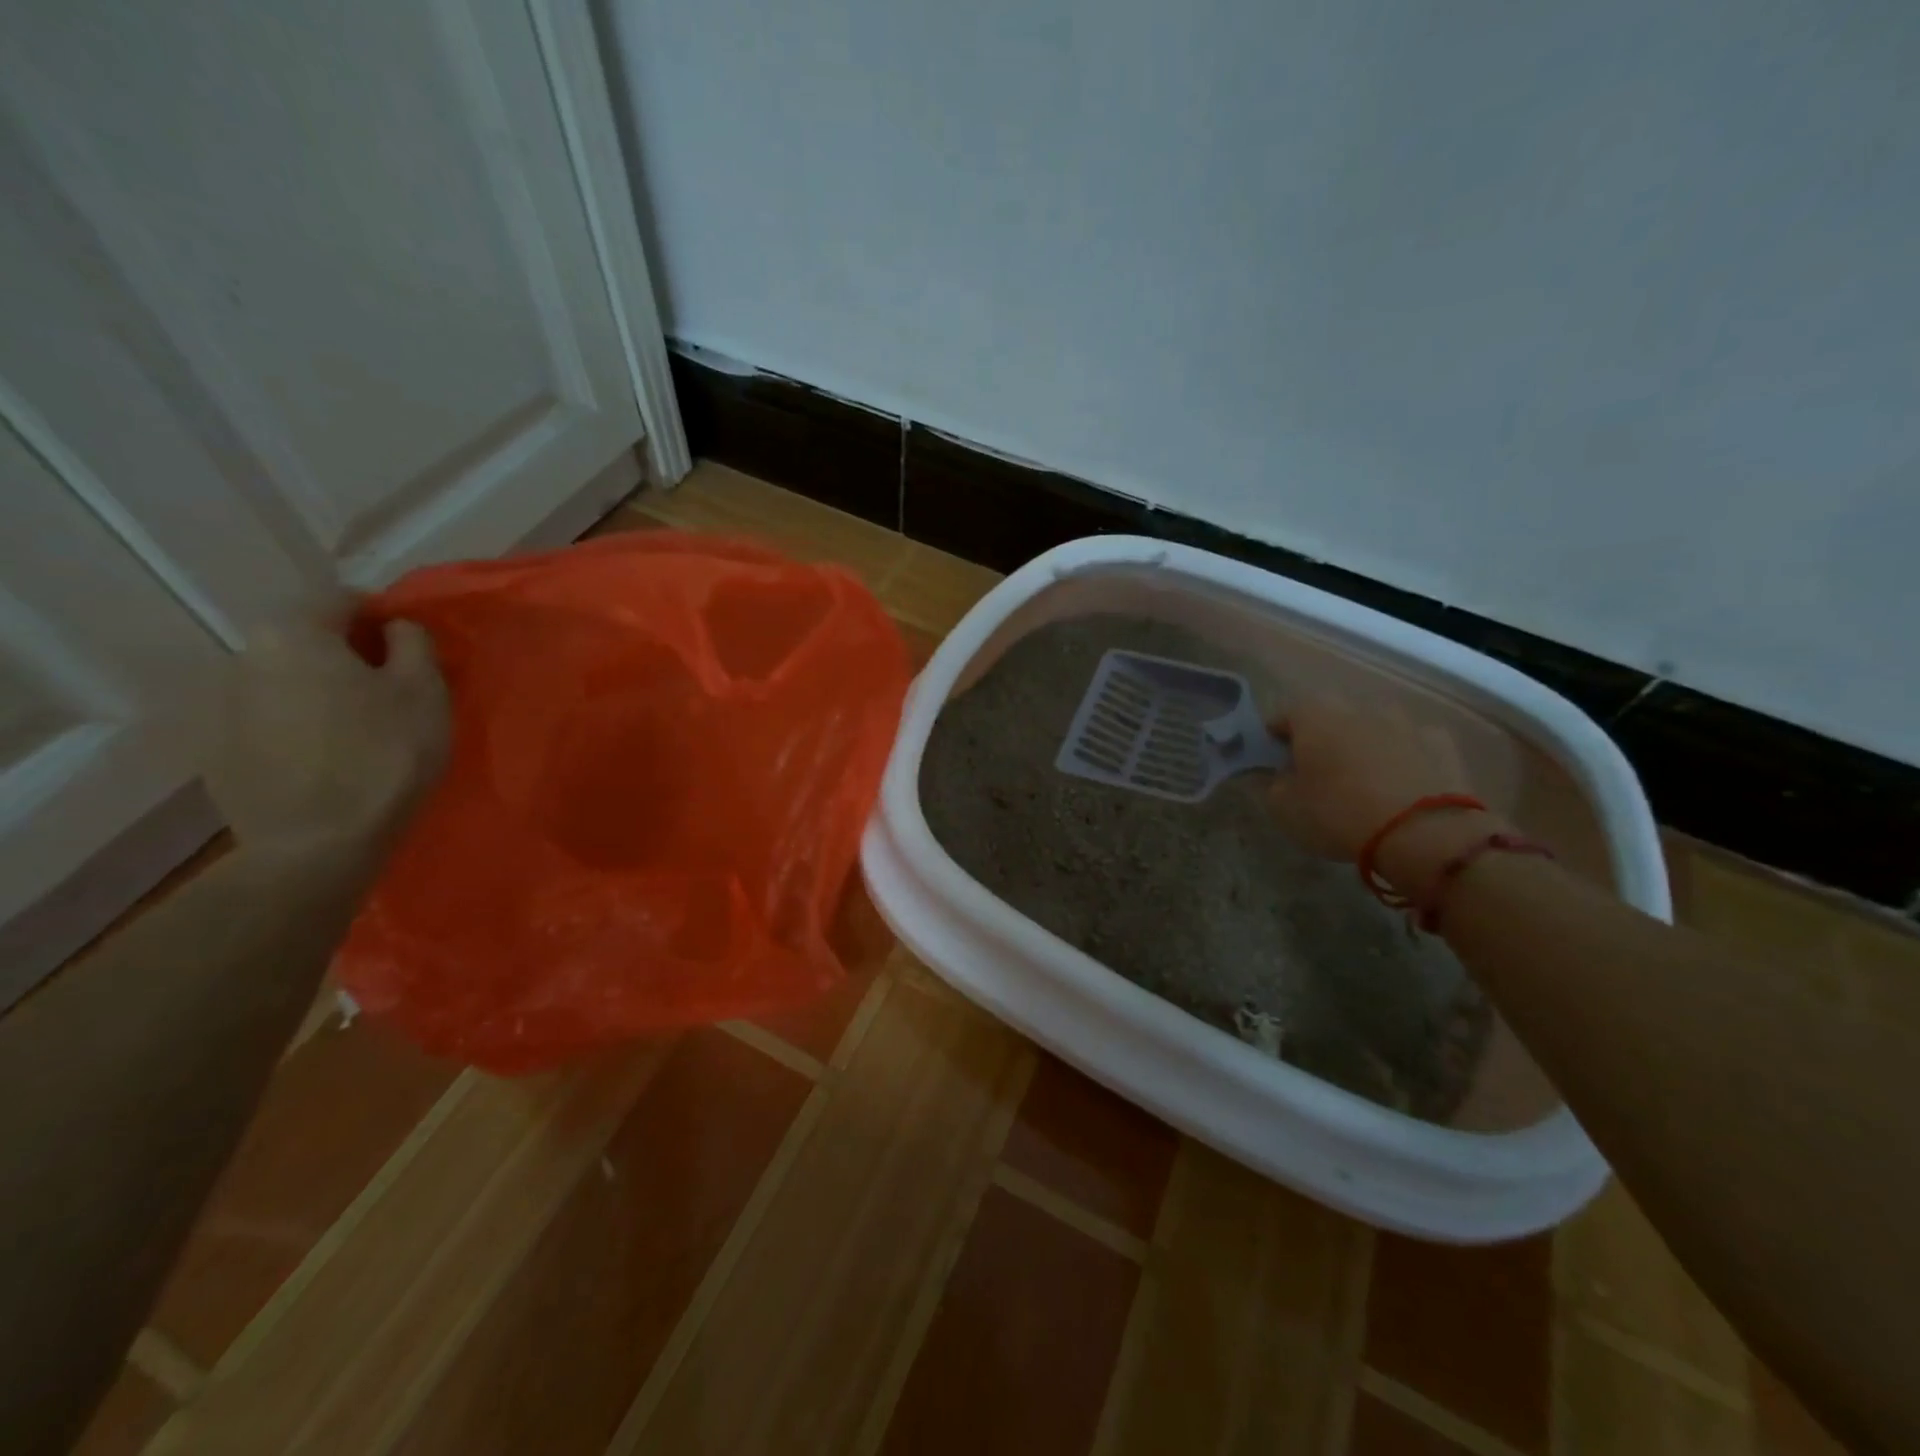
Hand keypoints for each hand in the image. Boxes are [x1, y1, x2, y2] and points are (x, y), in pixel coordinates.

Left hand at [201, 615, 449, 849]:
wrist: (319, 843)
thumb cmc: (384, 754)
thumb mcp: (424, 690)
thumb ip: (413, 643)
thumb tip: (395, 628)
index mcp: (293, 633)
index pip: (342, 599)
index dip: (384, 617)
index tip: (413, 649)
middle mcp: (244, 657)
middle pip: (309, 641)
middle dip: (350, 657)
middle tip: (393, 690)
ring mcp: (222, 707)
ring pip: (289, 682)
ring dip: (324, 693)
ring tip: (362, 729)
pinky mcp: (219, 752)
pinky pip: (271, 722)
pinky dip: (300, 728)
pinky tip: (330, 759)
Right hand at [1268, 694, 1478, 860]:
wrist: (1423, 832)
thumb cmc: (1338, 814)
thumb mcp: (1284, 808)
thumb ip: (1272, 784)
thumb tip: (1277, 775)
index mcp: (1314, 716)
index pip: (1283, 716)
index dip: (1275, 738)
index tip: (1275, 762)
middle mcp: (1357, 707)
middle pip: (1330, 717)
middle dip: (1322, 737)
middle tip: (1317, 770)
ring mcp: (1403, 721)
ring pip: (1373, 726)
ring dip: (1364, 743)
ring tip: (1363, 778)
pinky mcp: (1440, 741)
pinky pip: (1412, 743)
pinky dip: (1404, 756)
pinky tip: (1402, 783)